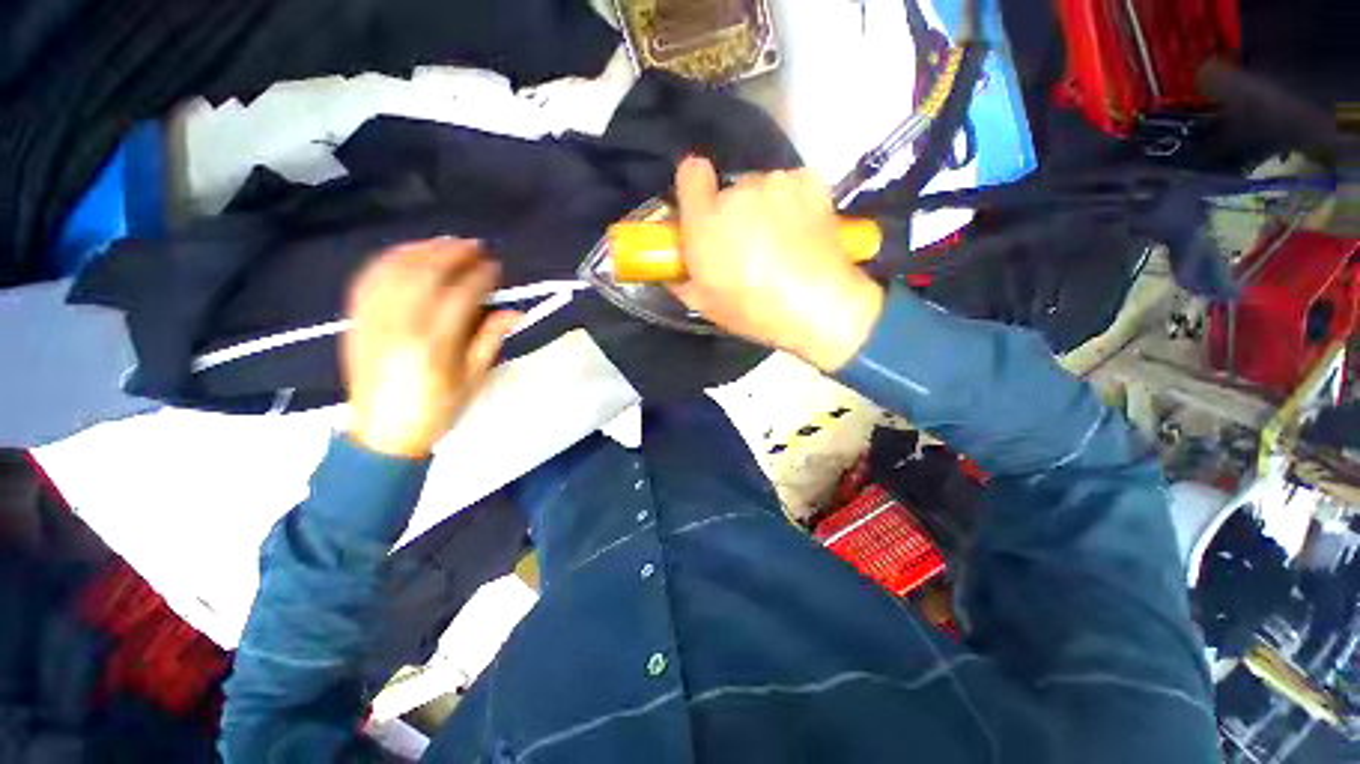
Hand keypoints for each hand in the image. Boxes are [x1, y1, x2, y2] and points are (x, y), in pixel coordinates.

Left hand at [344, 239, 520, 457]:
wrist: (382, 434)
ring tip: (443, 243)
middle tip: (473, 246)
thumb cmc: (436, 410)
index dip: (480, 276)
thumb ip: (491, 340)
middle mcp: (400, 326)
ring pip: (393, 271)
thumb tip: (515, 312)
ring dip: (420, 251)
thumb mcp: (473, 379)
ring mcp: (372, 321)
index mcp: (434, 345)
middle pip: (425, 275)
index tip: (495, 265)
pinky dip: (386, 261)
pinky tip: (404, 254)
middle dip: (452, 254)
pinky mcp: (355, 322)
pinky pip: (366, 281)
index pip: (460, 296)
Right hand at [671, 157, 884, 370]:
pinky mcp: (809, 182)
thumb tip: (670, 270)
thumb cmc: (754, 310)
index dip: (694, 188)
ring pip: (761, 190)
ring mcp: (777, 183)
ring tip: (780, 243)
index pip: (690, 173)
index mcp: (706, 221)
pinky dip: (792, 203)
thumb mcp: (704, 305)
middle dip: (732, 214)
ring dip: (763, 208)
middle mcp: (738, 192)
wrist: (819, 305)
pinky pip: (790, 187)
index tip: (702, 209)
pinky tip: (801, 231)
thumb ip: (679, 279)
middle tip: (747, 246)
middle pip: (728, 191)